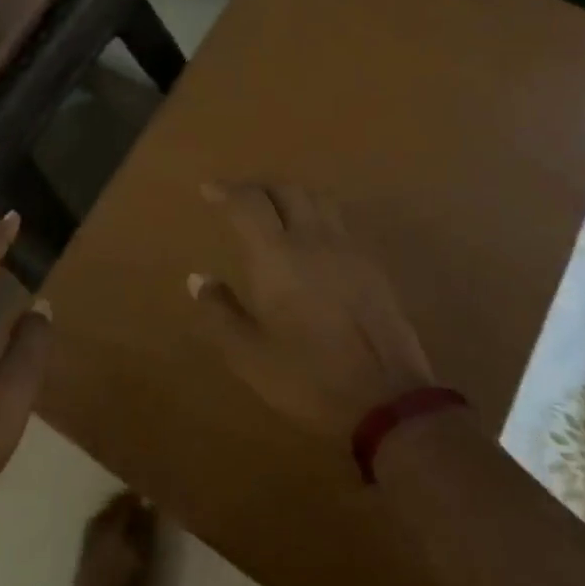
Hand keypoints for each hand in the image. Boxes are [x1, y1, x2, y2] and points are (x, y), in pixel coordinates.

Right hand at [189, 183, 433, 440]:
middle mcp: (312, 239)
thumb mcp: (249, 355)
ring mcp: (347, 248)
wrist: (386, 397)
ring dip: (291, 194)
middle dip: (259, 188)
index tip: (208, 189)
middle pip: (286, 191)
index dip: (225, 191)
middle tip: (240, 199)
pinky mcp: (371, 264)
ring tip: (276, 209)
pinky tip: (313, 239)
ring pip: (317, 199)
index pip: (248, 203)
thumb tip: (198, 278)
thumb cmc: (308, 377)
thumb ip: (220, 312)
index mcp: (276, 256)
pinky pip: (339, 221)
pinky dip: (317, 214)